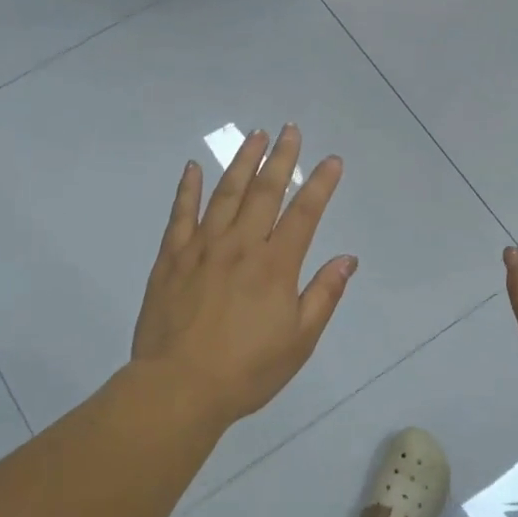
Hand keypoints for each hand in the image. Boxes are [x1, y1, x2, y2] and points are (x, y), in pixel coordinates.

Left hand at [131, 125, 356, 426]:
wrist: (179, 387)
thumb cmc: (247, 370)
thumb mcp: (300, 340)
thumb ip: (323, 295)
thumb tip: (347, 259)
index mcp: (275, 266)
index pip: (304, 214)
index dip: (321, 184)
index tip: (332, 160)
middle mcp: (241, 246)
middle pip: (265, 192)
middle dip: (281, 158)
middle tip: (290, 130)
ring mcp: (202, 248)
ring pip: (225, 194)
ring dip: (242, 162)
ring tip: (255, 136)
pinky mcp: (170, 258)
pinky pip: (180, 215)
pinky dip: (188, 189)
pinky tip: (194, 168)